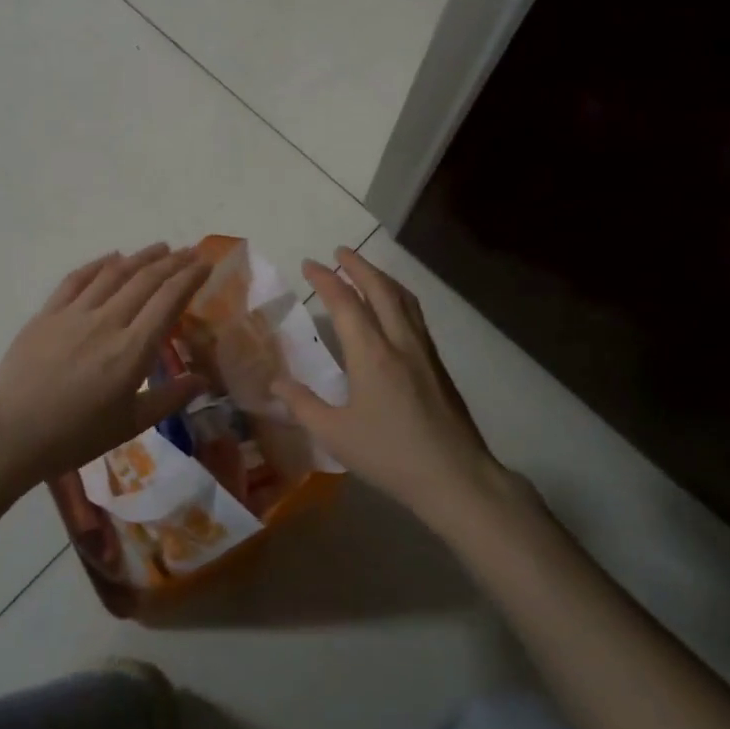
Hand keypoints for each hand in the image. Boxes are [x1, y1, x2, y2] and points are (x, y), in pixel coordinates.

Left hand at [0, 242, 209, 480]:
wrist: (8, 435)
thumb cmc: (74, 436)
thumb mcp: (130, 425)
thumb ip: (169, 398)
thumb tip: (203, 380)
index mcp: (132, 350)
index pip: (168, 300)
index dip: (190, 278)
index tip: (206, 265)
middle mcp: (107, 322)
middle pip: (146, 280)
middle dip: (173, 262)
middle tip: (192, 251)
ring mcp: (74, 314)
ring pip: (114, 273)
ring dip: (141, 257)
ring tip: (161, 248)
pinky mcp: (47, 314)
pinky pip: (77, 279)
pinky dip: (99, 264)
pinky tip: (112, 257)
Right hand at [274, 248, 518, 532]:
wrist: (454, 475)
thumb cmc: (389, 455)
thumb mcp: (335, 435)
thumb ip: (302, 405)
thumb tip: (275, 383)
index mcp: (371, 354)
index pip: (346, 303)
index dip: (326, 280)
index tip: (309, 264)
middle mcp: (400, 342)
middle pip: (380, 289)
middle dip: (358, 265)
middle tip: (339, 252)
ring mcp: (424, 351)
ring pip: (404, 299)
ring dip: (382, 278)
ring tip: (366, 271)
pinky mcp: (437, 365)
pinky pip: (415, 316)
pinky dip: (399, 298)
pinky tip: (394, 309)